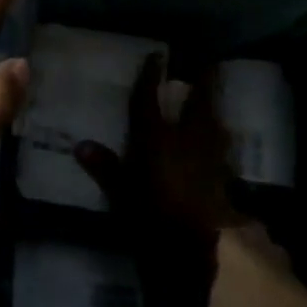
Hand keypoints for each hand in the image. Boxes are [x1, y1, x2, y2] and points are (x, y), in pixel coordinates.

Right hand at [76, 56, 291, 306]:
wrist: (205, 250)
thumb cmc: (156, 219)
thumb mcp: (123, 196)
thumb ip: (106, 169)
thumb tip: (81, 146)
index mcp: (157, 141)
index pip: (150, 101)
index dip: (151, 78)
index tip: (156, 56)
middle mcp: (186, 141)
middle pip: (197, 104)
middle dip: (201, 82)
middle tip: (206, 63)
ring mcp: (211, 158)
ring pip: (213, 123)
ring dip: (212, 106)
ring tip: (211, 95)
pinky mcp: (225, 177)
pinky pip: (221, 146)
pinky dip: (218, 136)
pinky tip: (219, 137)